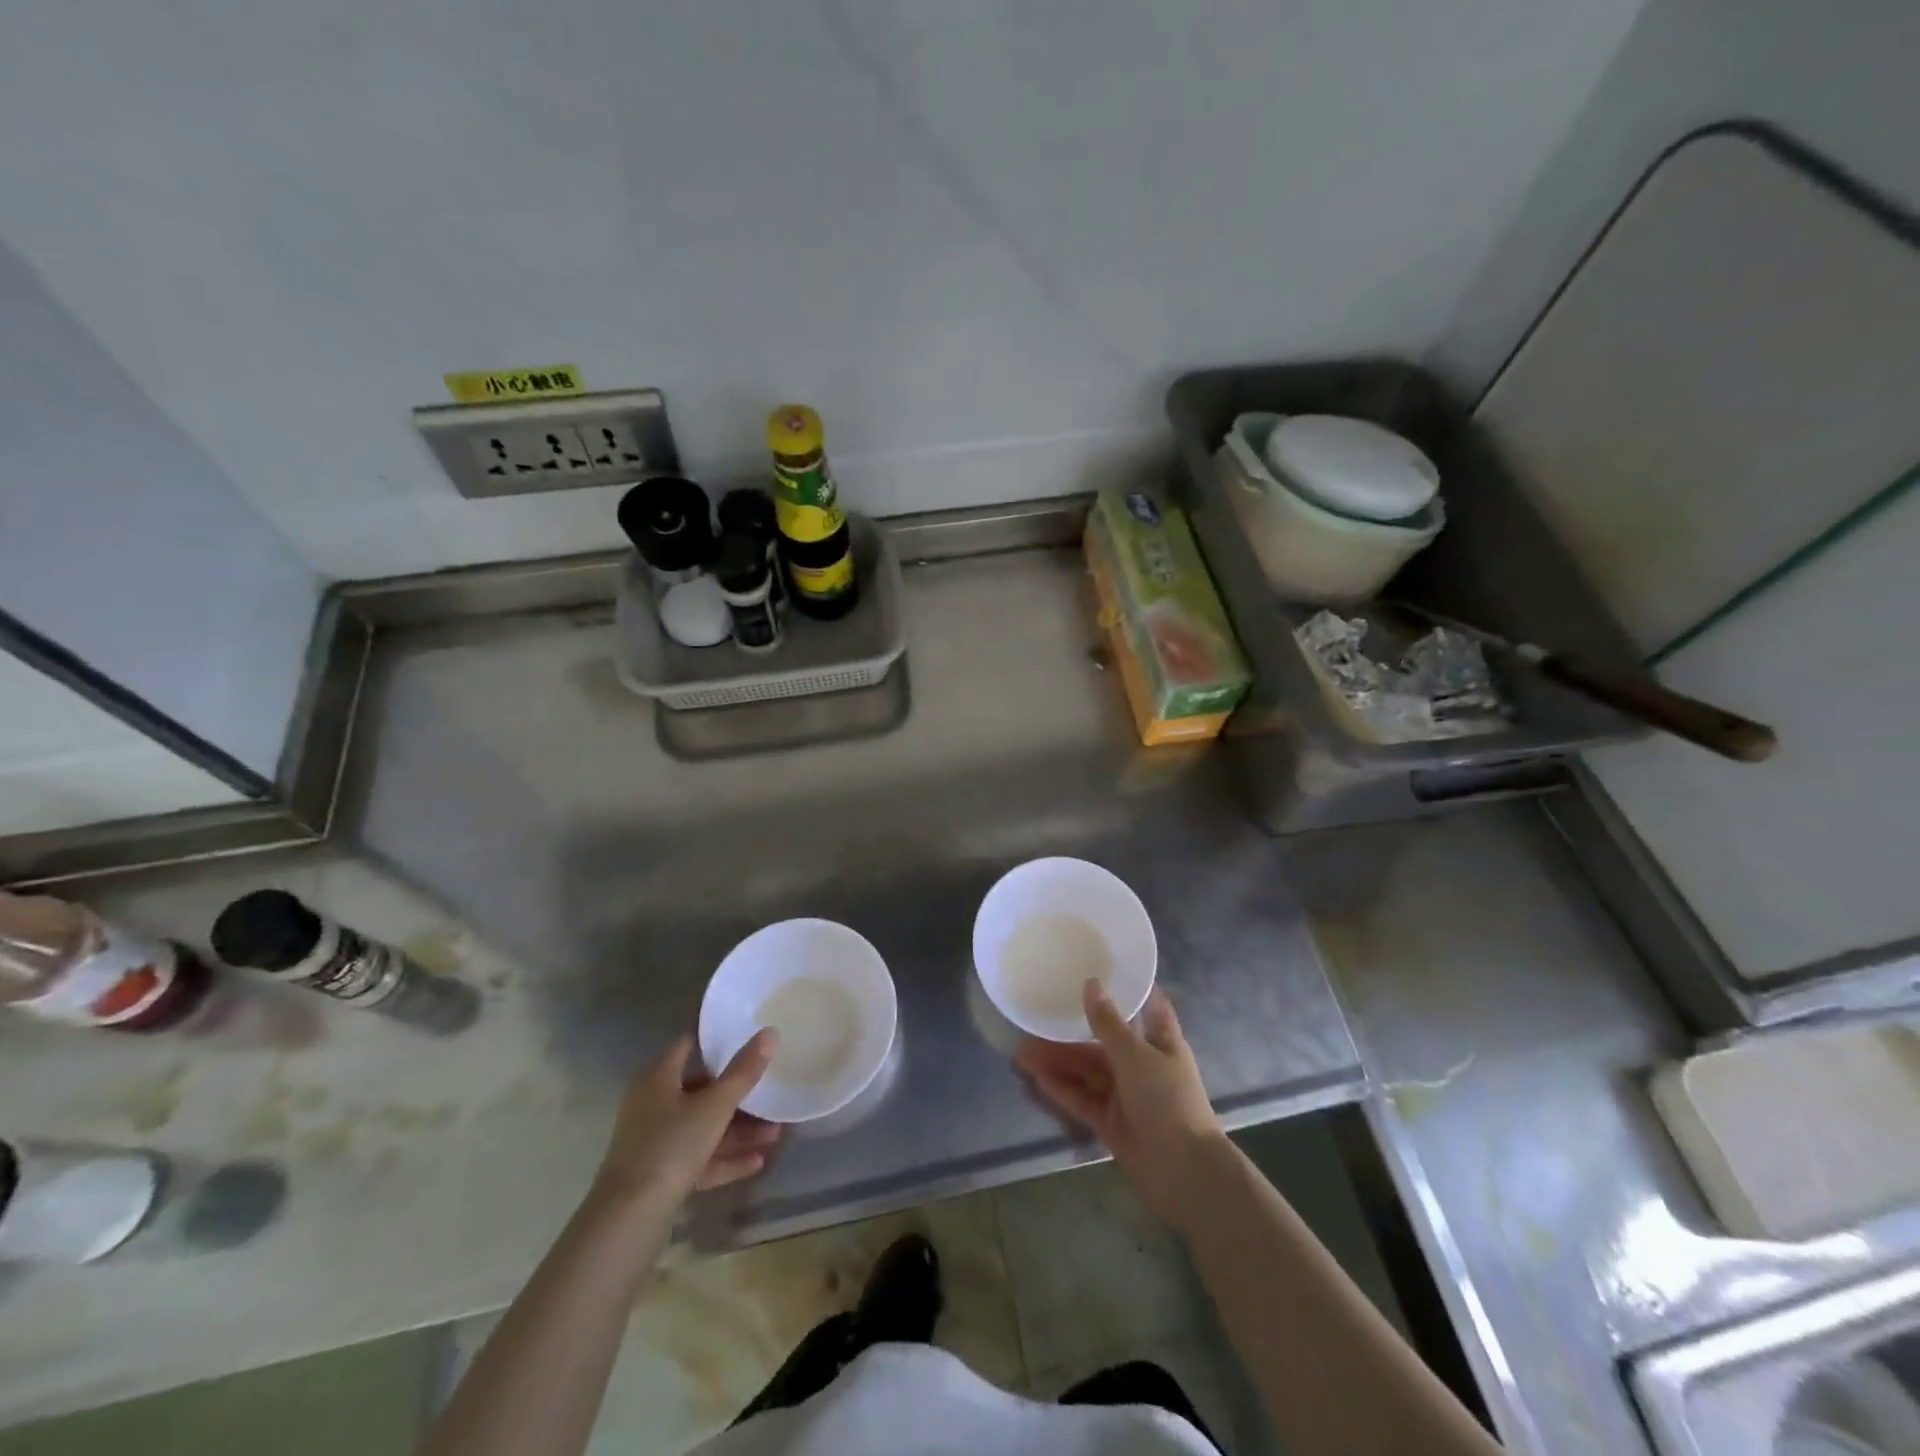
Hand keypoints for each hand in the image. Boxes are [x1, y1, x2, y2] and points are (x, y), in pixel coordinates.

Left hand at [591, 1030, 781, 1213]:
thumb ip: (743, 1072)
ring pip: (702, 1127)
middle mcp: (653, 1105)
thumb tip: (770, 1033)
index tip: (748, 1033)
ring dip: (738, 1131)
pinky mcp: (659, 1176)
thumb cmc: (670, 1147)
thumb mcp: (714, 1106)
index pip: (688, 1044)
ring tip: (776, 1133)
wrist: (627, 1221)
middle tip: (770, 1091)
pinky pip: (698, 1159)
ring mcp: (655, 1142)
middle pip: (701, 1090)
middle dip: (738, 1095)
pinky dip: (725, 1159)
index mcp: (658, 1079)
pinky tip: (757, 1162)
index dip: (716, 1038)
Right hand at [1016, 982, 1224, 1229]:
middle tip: (1038, 1016)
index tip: (1098, 969)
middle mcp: (1143, 1064)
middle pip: (1103, 1041)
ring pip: (1087, 1071)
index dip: (1127, 989)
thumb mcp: (1136, 1055)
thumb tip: (1091, 983)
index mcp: (1160, 1041)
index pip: (1146, 1006)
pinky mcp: (1111, 1122)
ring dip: (1059, 1061)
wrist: (1184, 1172)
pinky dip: (1061, 1088)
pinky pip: (1082, 1099)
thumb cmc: (1167, 1100)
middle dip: (1073, 1032)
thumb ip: (1108, 1022)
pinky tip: (1036, 1077)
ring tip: (1023, 1051)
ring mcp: (1126, 1095)